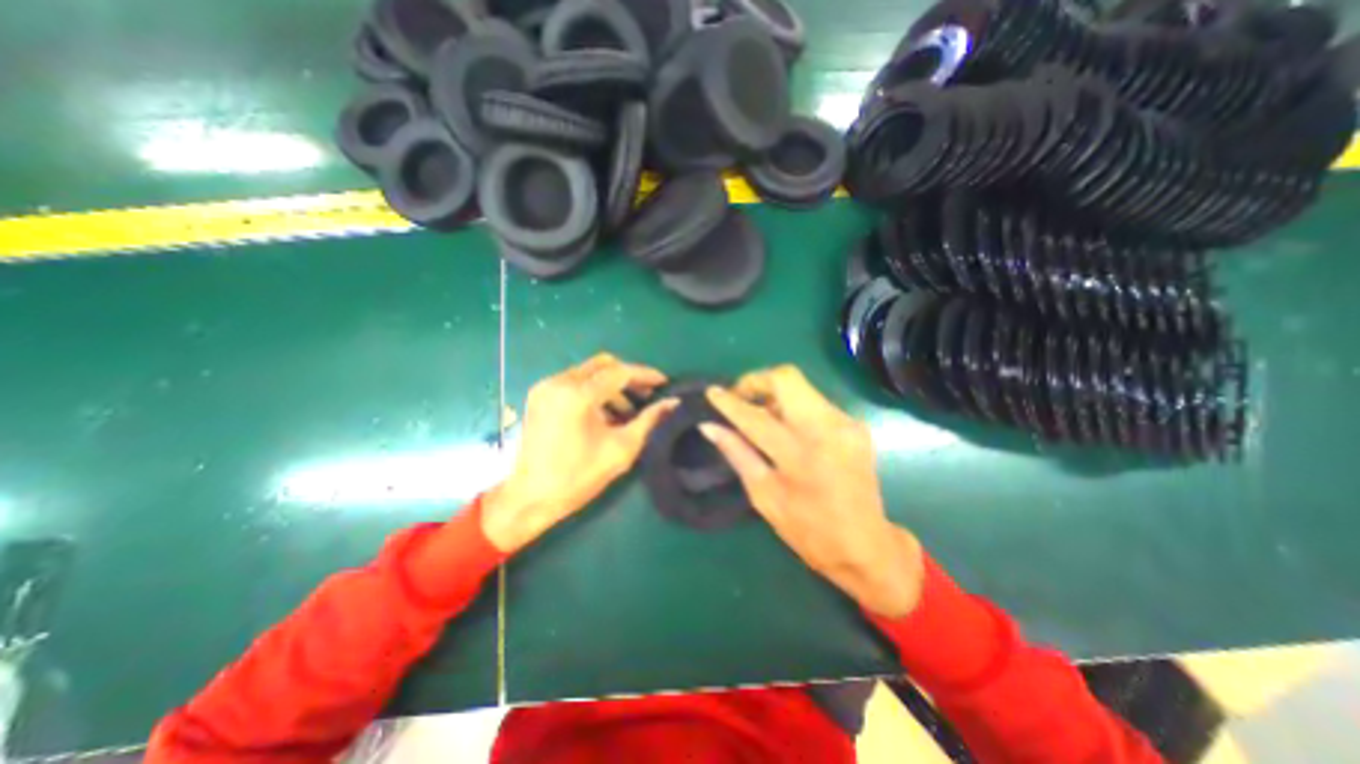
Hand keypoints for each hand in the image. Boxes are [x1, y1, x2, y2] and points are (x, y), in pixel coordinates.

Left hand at [487, 354, 679, 551]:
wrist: (529, 498)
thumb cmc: (577, 477)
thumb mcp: (621, 449)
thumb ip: (649, 421)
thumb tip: (673, 403)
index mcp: (577, 395)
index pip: (619, 372)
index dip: (645, 375)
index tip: (664, 382)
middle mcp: (559, 382)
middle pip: (603, 364)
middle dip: (628, 376)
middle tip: (647, 394)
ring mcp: (546, 387)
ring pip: (588, 372)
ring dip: (611, 384)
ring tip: (628, 410)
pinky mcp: (539, 395)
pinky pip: (574, 382)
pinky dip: (594, 390)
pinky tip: (605, 412)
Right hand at [700, 365, 922, 619]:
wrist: (867, 546)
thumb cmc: (808, 530)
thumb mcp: (764, 496)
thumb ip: (737, 454)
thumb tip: (709, 427)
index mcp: (800, 456)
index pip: (756, 416)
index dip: (730, 402)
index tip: (712, 392)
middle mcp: (827, 429)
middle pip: (787, 378)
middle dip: (756, 381)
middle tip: (739, 398)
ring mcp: (846, 423)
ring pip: (802, 387)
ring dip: (774, 394)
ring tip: (760, 416)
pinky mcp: (856, 425)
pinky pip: (816, 402)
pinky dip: (794, 407)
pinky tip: (786, 428)